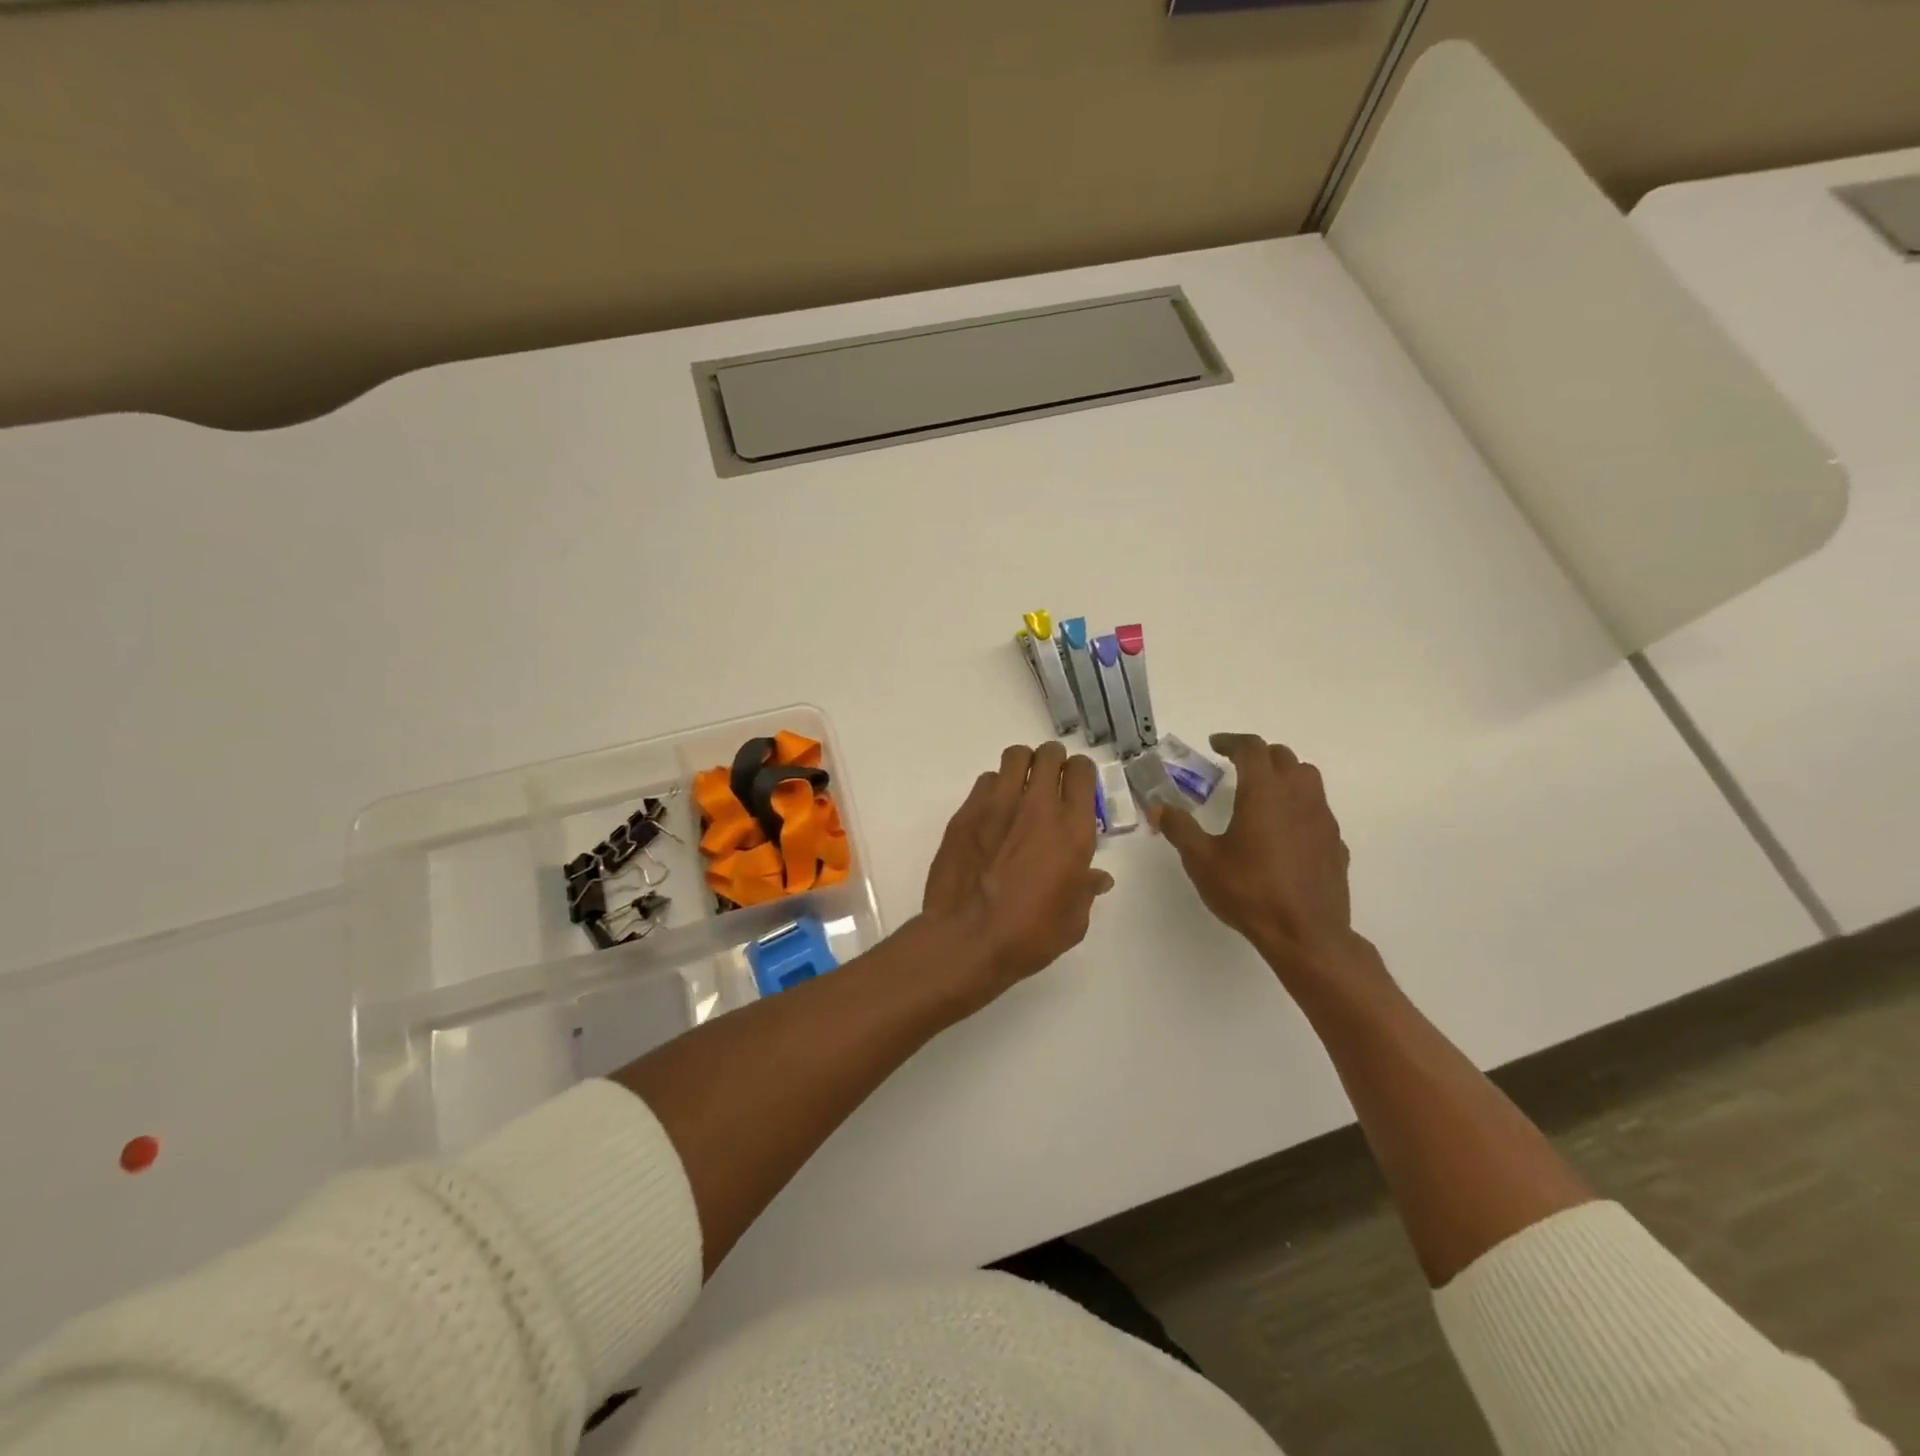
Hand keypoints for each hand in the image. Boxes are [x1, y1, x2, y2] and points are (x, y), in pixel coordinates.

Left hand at [922, 742, 1115, 990]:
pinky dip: (993, 789)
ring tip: (1019, 789)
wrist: (967, 938)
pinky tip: (991, 813)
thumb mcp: (1073, 920)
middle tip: (1049, 782)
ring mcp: (998, 804)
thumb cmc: (1029, 935)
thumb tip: (1097, 878)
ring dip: (1022, 767)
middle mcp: (1038, 806)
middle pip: (1049, 754)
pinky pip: (985, 781)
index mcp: (1072, 829)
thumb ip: (1086, 889)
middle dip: (1053, 761)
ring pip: (1015, 756)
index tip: (1076, 788)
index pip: (1082, 771)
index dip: (1081, 774)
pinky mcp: (966, 812)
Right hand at [1153, 733, 1366, 985]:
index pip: (1252, 749)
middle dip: (1259, 755)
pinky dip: (1299, 806)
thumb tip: (1159, 807)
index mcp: (1264, 792)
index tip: (1215, 744)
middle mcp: (1298, 796)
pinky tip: (1284, 831)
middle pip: (1283, 757)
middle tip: (1236, 766)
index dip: (1232, 741)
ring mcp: (1322, 819)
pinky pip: (1318, 810)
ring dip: (1285, 775)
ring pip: (1308, 779)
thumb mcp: (1202, 860)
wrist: (1306, 934)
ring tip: (1263, 792)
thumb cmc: (1249, 891)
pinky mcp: (1335, 843)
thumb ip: (1180, 828)